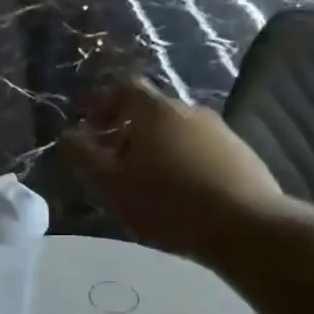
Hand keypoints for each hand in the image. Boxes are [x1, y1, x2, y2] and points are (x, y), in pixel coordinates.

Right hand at [61, 79, 281, 259]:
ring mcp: (220, 131)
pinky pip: (200, 151)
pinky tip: (181, 196)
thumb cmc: (167, 202)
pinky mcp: (241, 154)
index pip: (124, 87)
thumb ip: (82, 156)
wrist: (245, 226)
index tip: (90, 128)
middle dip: (126, 132)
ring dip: (156, 150)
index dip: (102, 103)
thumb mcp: (111, 184)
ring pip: (176, 133)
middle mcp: (189, 110)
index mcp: (155, 111)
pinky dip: (182, 163)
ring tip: (147, 186)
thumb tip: (67, 135)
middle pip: (150, 112)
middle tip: (113, 166)